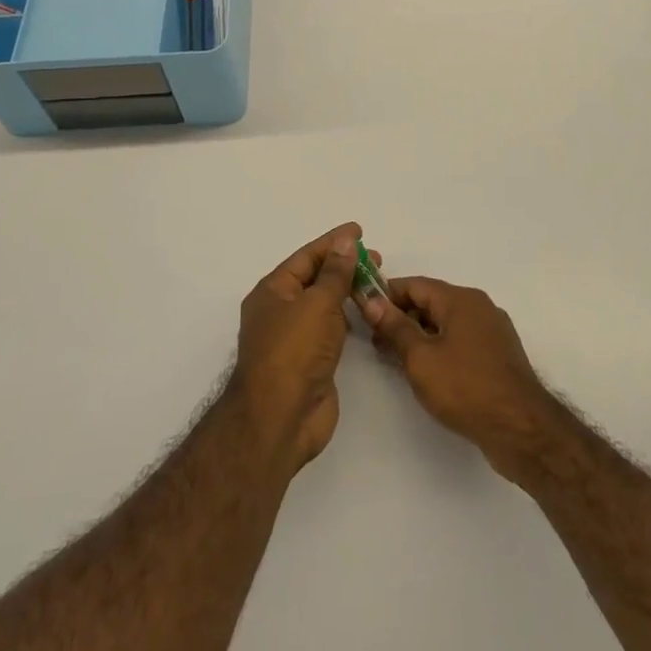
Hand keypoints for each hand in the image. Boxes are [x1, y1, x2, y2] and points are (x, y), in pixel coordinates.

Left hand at [230, 223, 365, 474]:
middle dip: (344, 266)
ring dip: (347, 291)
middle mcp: (281, 311)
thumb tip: (344, 242)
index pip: (307, 257)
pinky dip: (348, 317)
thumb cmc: (294, 352)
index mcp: (273, 291)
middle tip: (376, 259)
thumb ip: (335, 273)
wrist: (281, 419)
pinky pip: (331, 329)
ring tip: (377, 282)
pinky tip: (366, 312)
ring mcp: (295, 338)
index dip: (333, 242)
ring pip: (324, 304)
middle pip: (315, 279)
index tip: (359, 231)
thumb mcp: (317, 304)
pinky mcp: (311, 361)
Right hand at [361, 277, 554, 478]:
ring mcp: (492, 331)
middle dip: (402, 318)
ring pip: (446, 324)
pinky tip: (427, 372)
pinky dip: (440, 349)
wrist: (521, 429)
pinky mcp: (498, 356)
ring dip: (420, 336)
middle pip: (432, 302)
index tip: (363, 311)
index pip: (415, 284)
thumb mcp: (420, 358)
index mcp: (461, 299)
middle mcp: (479, 307)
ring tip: (396, 360)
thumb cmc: (465, 388)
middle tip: (376, 342)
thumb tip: (372, 300)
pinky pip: (461, 341)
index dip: (386, 295)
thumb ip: (395, 327)